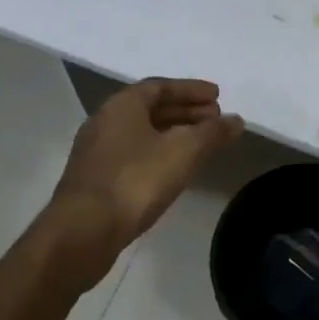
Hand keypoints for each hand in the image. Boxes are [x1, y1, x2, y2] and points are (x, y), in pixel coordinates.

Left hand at [46, 78, 243, 286]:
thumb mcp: (184, 151)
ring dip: (174, 134)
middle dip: (186, 112)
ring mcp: (96, 153)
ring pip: (142, 133)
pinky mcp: (95, 180)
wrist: (83, 232)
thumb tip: (236, 120)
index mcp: (122, 105)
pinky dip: (159, 154)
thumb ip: (212, 132)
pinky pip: (134, 155)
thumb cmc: (135, 180)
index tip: (218, 97)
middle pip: (151, 109)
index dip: (191, 90)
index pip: (161, 86)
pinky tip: (175, 170)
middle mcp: (105, 121)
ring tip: (201, 144)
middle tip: (215, 119)